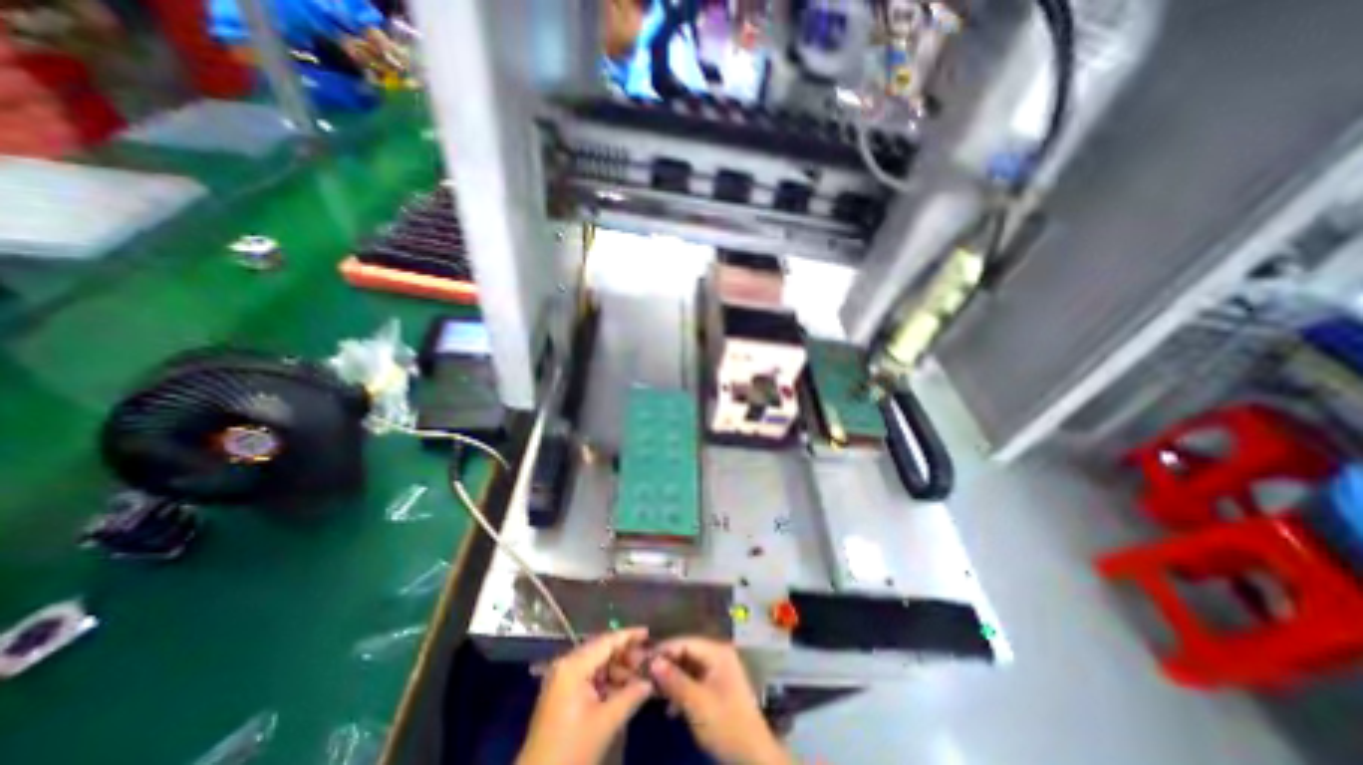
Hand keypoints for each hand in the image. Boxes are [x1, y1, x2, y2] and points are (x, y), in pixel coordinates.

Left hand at [516, 628, 653, 764]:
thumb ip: (631, 696)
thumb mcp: (606, 723)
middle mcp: (566, 664)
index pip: (607, 641)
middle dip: (625, 656)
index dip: (629, 636)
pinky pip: (588, 677)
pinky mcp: (561, 694)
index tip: (649, 633)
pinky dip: (606, 682)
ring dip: (617, 670)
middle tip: (648, 662)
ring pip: (596, 664)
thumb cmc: (571, 751)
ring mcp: (561, 679)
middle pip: (601, 650)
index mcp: (574, 665)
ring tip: (639, 679)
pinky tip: (622, 690)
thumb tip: (651, 680)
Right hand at [652, 640, 794, 763]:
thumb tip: (652, 662)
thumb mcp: (697, 703)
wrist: (753, 757)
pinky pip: (694, 682)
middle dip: (666, 665)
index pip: (685, 642)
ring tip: (652, 692)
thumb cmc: (726, 724)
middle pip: (686, 653)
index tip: (642, 660)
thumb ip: (674, 681)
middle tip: (643, 676)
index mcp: (717, 652)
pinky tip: (669, 707)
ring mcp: (719, 672)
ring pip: (689, 668)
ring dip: (672, 680)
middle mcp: (718, 656)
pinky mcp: (717, 689)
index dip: (664, 650)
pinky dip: (681, 691)